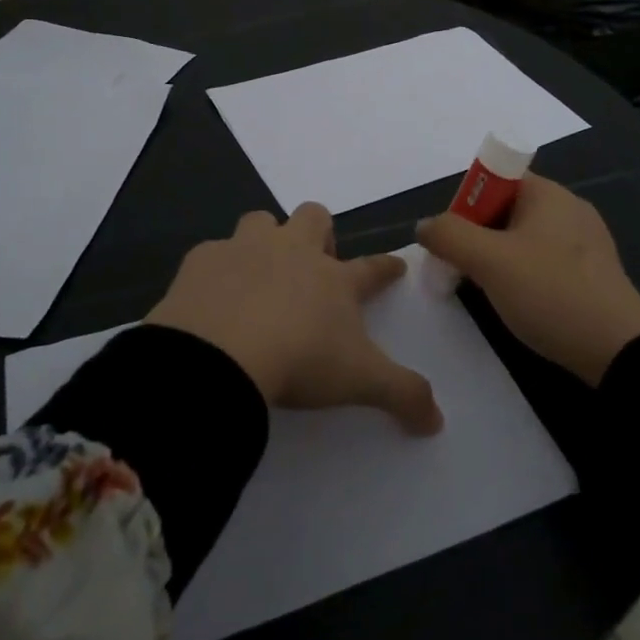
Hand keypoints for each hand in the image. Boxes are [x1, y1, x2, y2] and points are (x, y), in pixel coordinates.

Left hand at [146, 204, 443, 433]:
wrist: (218, 355)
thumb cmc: (299, 360)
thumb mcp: (361, 382)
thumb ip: (403, 396)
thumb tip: (437, 421)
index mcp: (335, 279)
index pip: (372, 268)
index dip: (386, 267)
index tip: (395, 266)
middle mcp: (293, 252)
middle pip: (315, 217)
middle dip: (320, 232)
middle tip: (315, 262)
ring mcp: (245, 250)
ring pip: (261, 220)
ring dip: (265, 238)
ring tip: (261, 270)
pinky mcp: (202, 260)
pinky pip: (212, 252)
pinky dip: (217, 269)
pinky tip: (211, 294)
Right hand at [416, 174, 639, 385]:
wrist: (619, 351)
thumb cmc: (551, 293)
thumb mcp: (489, 262)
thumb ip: (449, 236)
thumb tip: (425, 226)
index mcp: (547, 193)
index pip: (495, 180)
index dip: (467, 205)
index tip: (454, 241)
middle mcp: (569, 208)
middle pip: (506, 210)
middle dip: (477, 236)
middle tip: (461, 270)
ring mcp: (585, 241)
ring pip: (523, 239)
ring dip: (497, 259)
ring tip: (485, 291)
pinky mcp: (593, 272)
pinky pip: (544, 262)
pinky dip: (523, 276)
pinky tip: (518, 304)